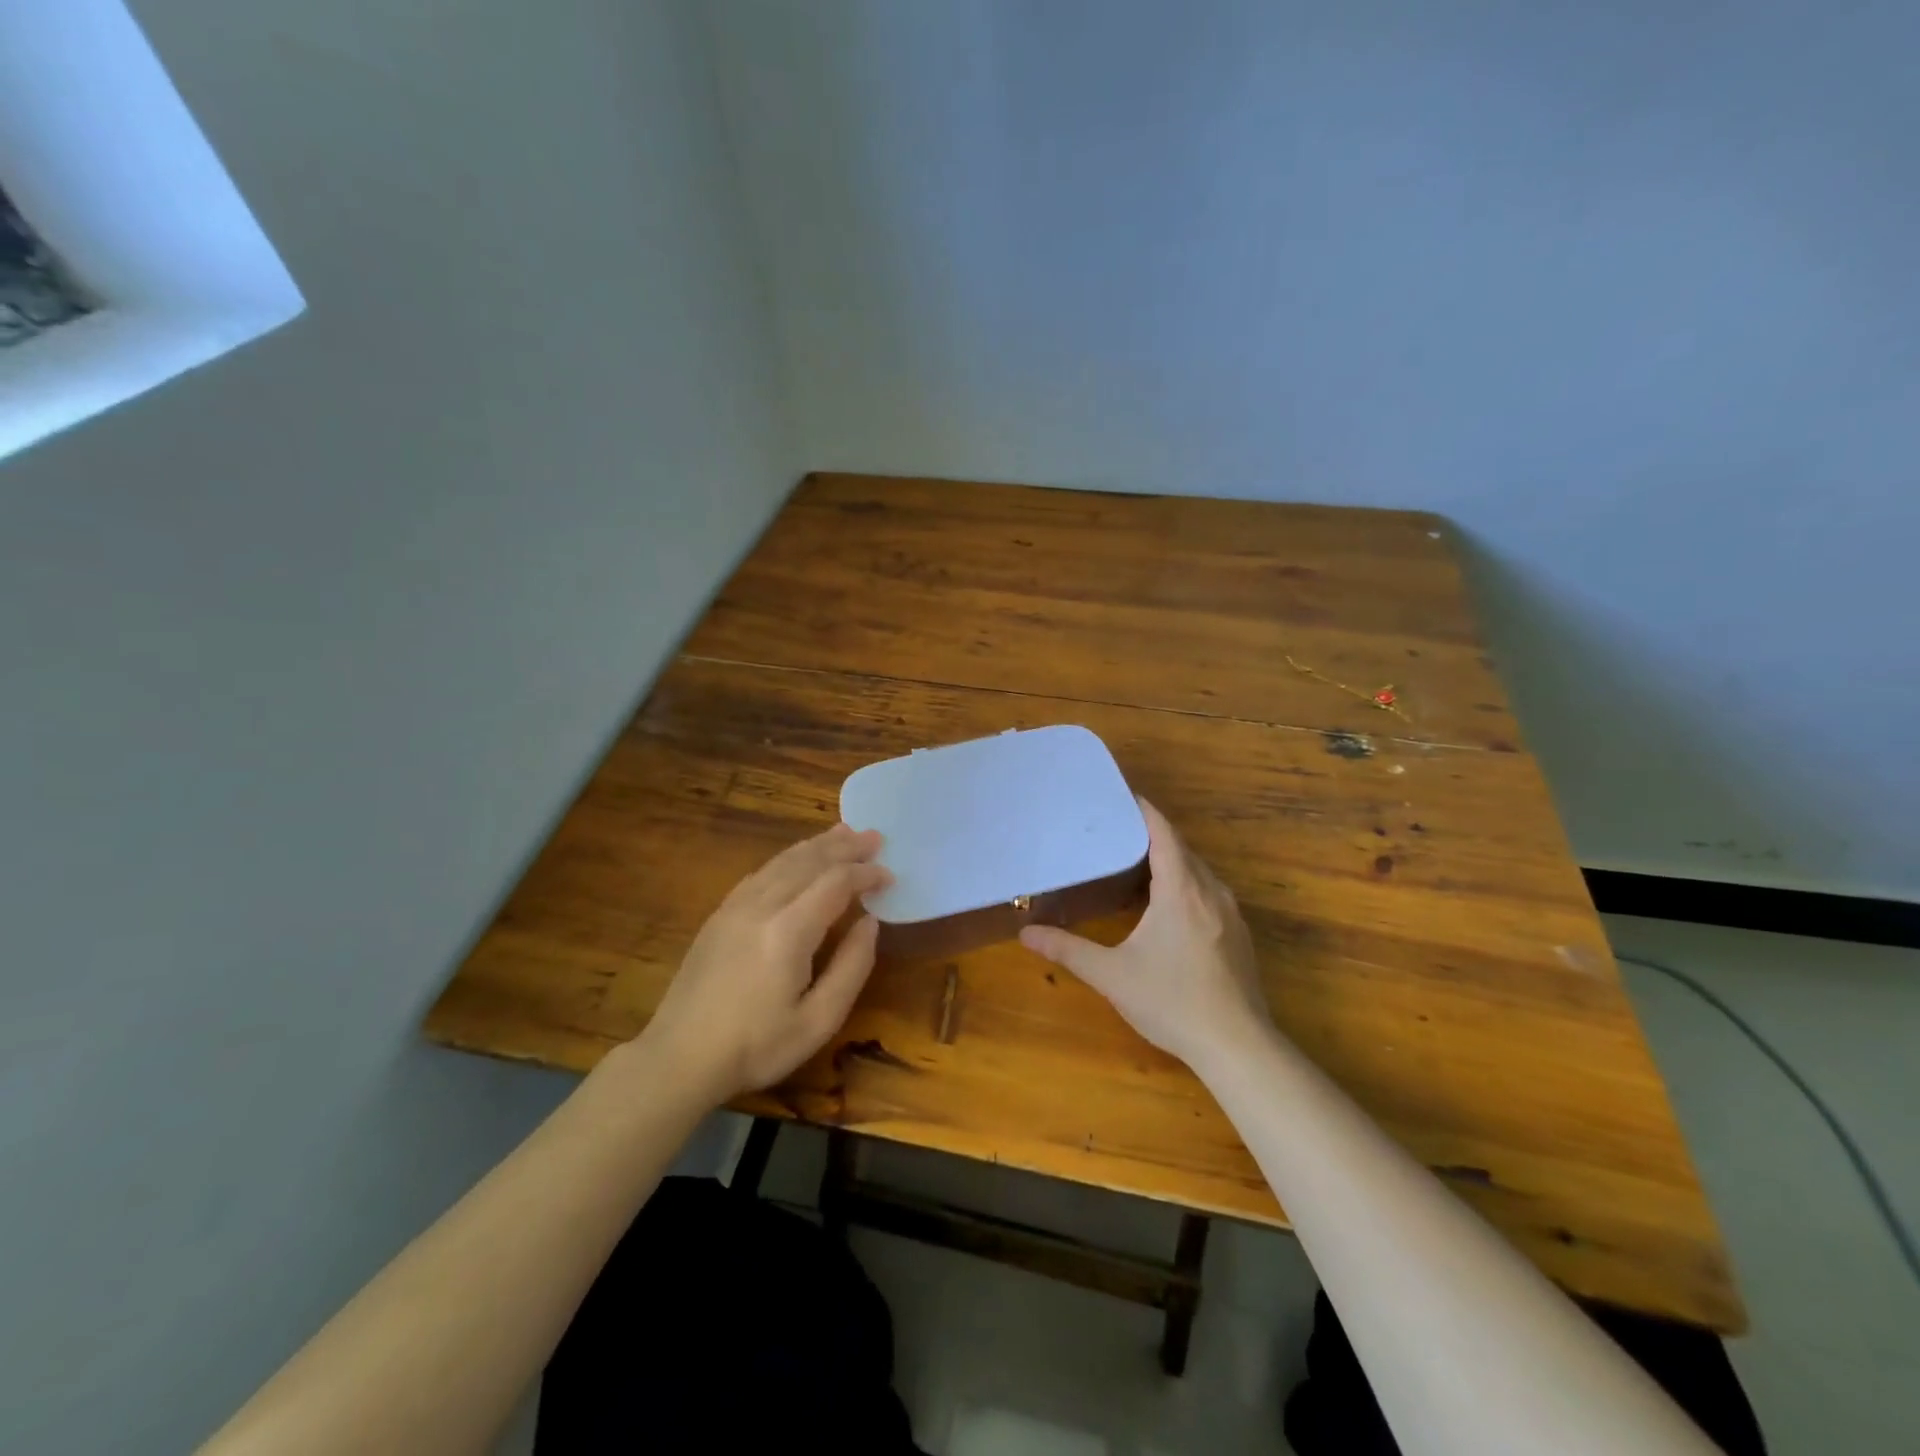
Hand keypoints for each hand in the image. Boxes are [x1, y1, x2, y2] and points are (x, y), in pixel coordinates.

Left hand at [641, 824, 890, 1102]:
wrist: (679, 1058)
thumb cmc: (756, 1047)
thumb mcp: (818, 1021)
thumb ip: (851, 967)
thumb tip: (869, 922)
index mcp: (789, 931)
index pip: (836, 883)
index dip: (866, 874)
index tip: (890, 875)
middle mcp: (762, 906)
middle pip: (810, 861)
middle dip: (845, 847)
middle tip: (875, 836)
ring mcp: (736, 906)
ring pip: (783, 861)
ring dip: (817, 845)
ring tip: (843, 833)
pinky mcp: (720, 914)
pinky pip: (761, 871)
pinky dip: (788, 857)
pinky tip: (797, 858)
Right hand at [1020, 799, 1269, 1068]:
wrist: (1238, 1047)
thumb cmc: (1172, 1002)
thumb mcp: (1112, 975)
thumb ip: (1068, 950)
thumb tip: (1025, 933)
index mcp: (1181, 890)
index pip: (1164, 833)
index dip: (1144, 810)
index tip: (1122, 795)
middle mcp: (1211, 892)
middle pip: (1182, 849)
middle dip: (1153, 834)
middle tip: (1116, 830)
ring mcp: (1230, 914)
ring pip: (1198, 872)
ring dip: (1171, 861)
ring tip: (1137, 862)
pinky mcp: (1239, 936)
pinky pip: (1209, 893)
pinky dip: (1186, 884)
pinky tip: (1168, 906)